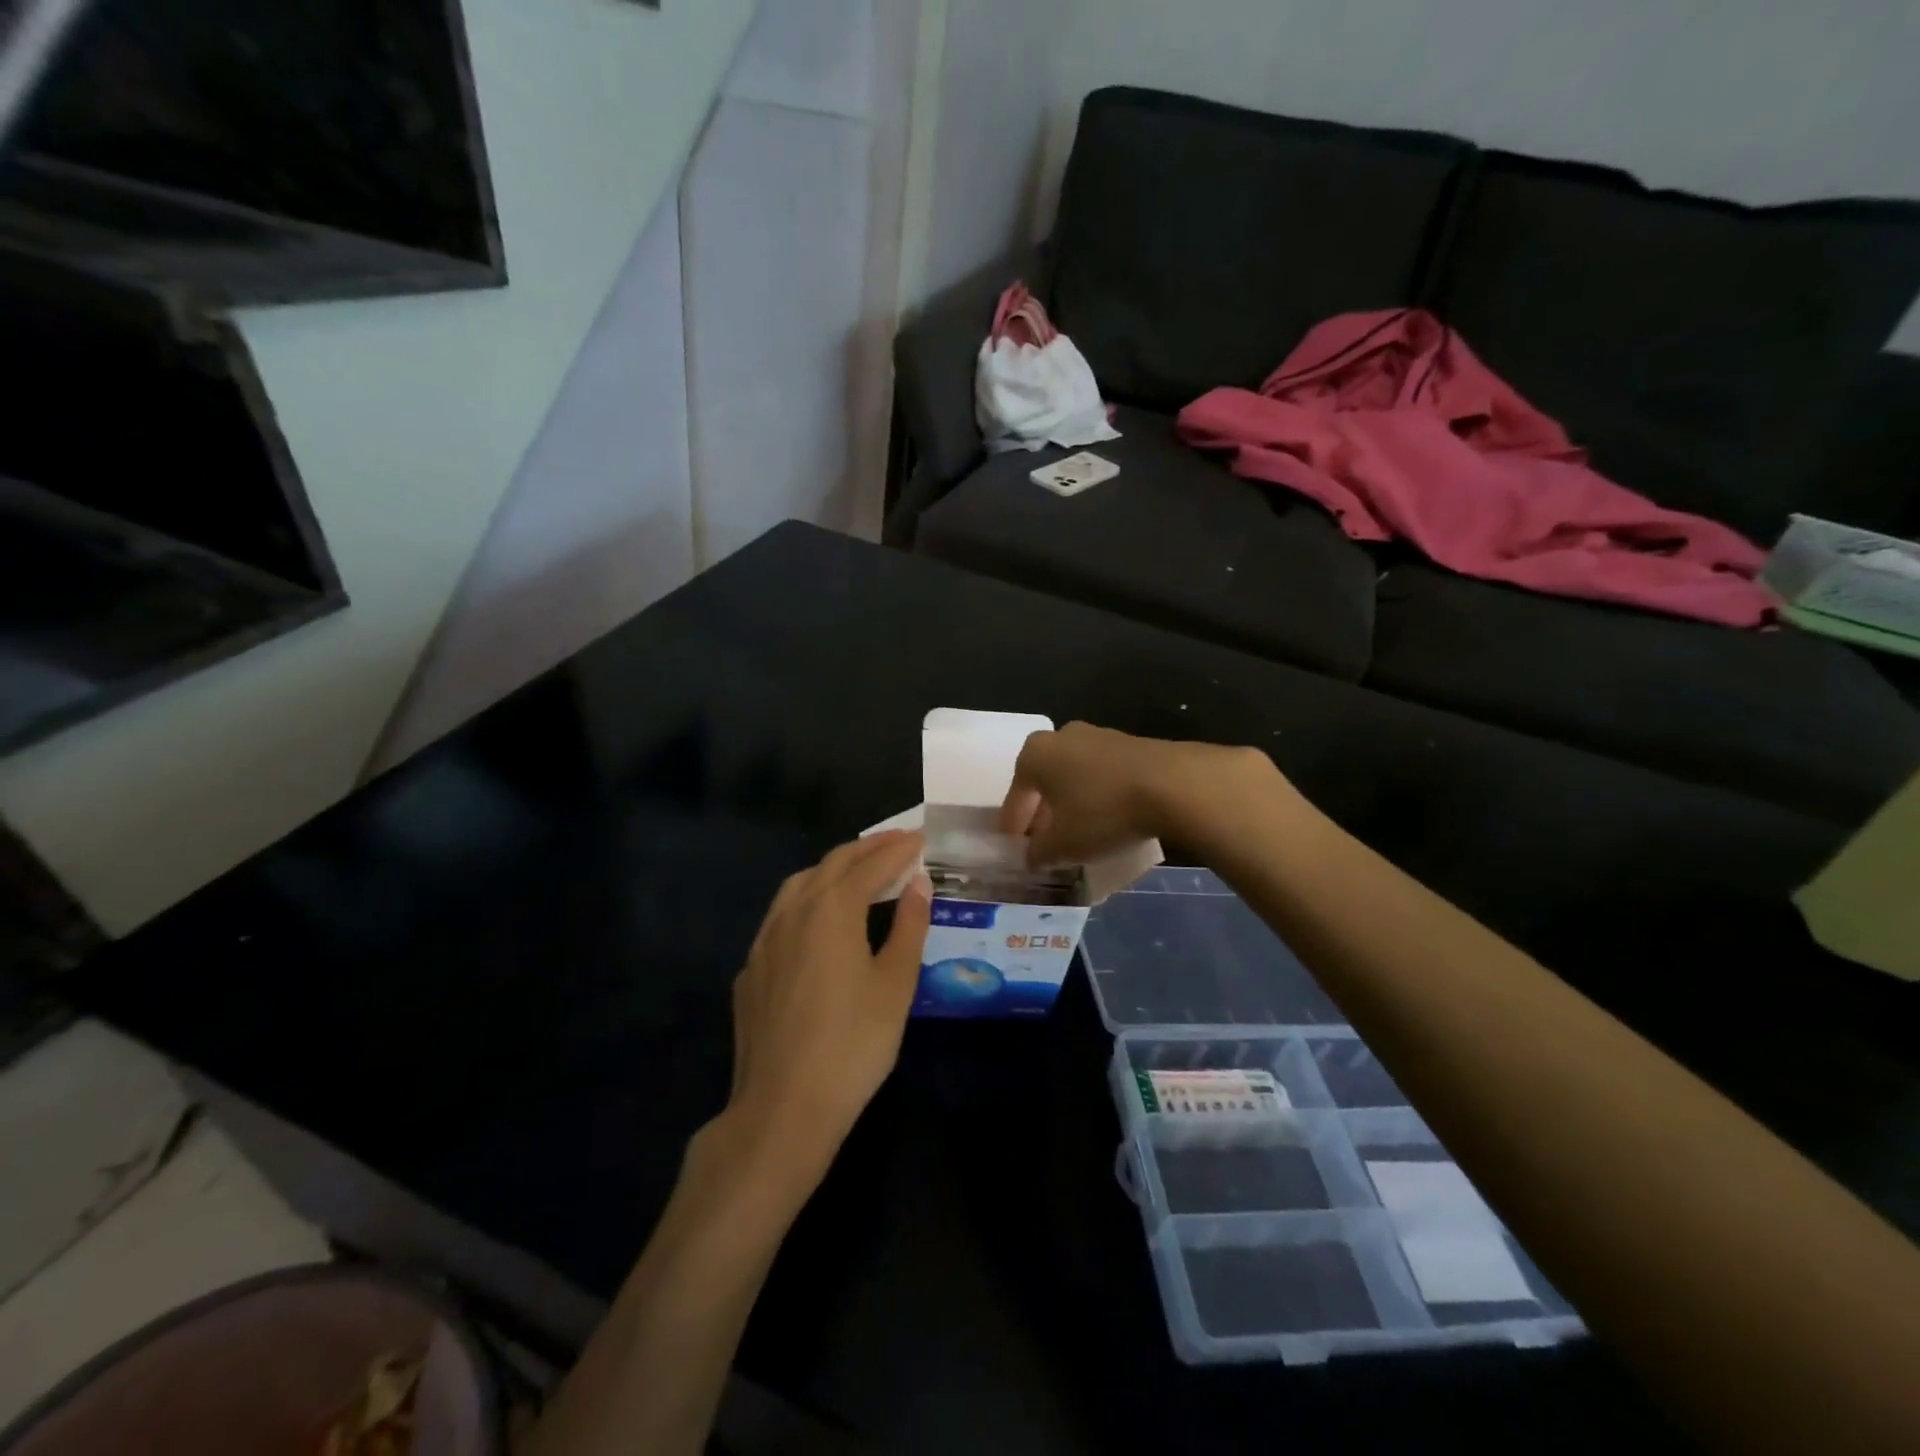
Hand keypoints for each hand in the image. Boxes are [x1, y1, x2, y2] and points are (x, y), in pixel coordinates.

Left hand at [721, 831, 931, 1180]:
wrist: (782, 1108)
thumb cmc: (853, 1045)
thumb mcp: (895, 985)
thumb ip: (909, 926)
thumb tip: (918, 883)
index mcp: (832, 910)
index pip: (869, 865)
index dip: (897, 850)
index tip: (920, 838)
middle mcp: (793, 912)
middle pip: (831, 864)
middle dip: (866, 849)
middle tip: (896, 842)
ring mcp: (765, 940)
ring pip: (799, 884)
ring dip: (833, 868)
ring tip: (858, 868)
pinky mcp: (751, 969)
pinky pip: (781, 914)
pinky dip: (808, 898)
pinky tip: (817, 919)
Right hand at [1000, 722, 1287, 862]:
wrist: (1172, 784)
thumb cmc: (1103, 811)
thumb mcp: (1064, 844)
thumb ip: (1040, 852)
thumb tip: (1032, 856)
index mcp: (1036, 754)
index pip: (1016, 795)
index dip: (1013, 824)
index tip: (1013, 845)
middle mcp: (1062, 736)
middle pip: (1044, 780)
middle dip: (1042, 811)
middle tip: (1044, 840)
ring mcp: (1099, 736)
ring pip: (1074, 775)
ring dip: (1071, 802)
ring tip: (1077, 832)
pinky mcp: (1130, 744)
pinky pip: (1101, 774)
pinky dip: (1097, 795)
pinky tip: (1107, 818)